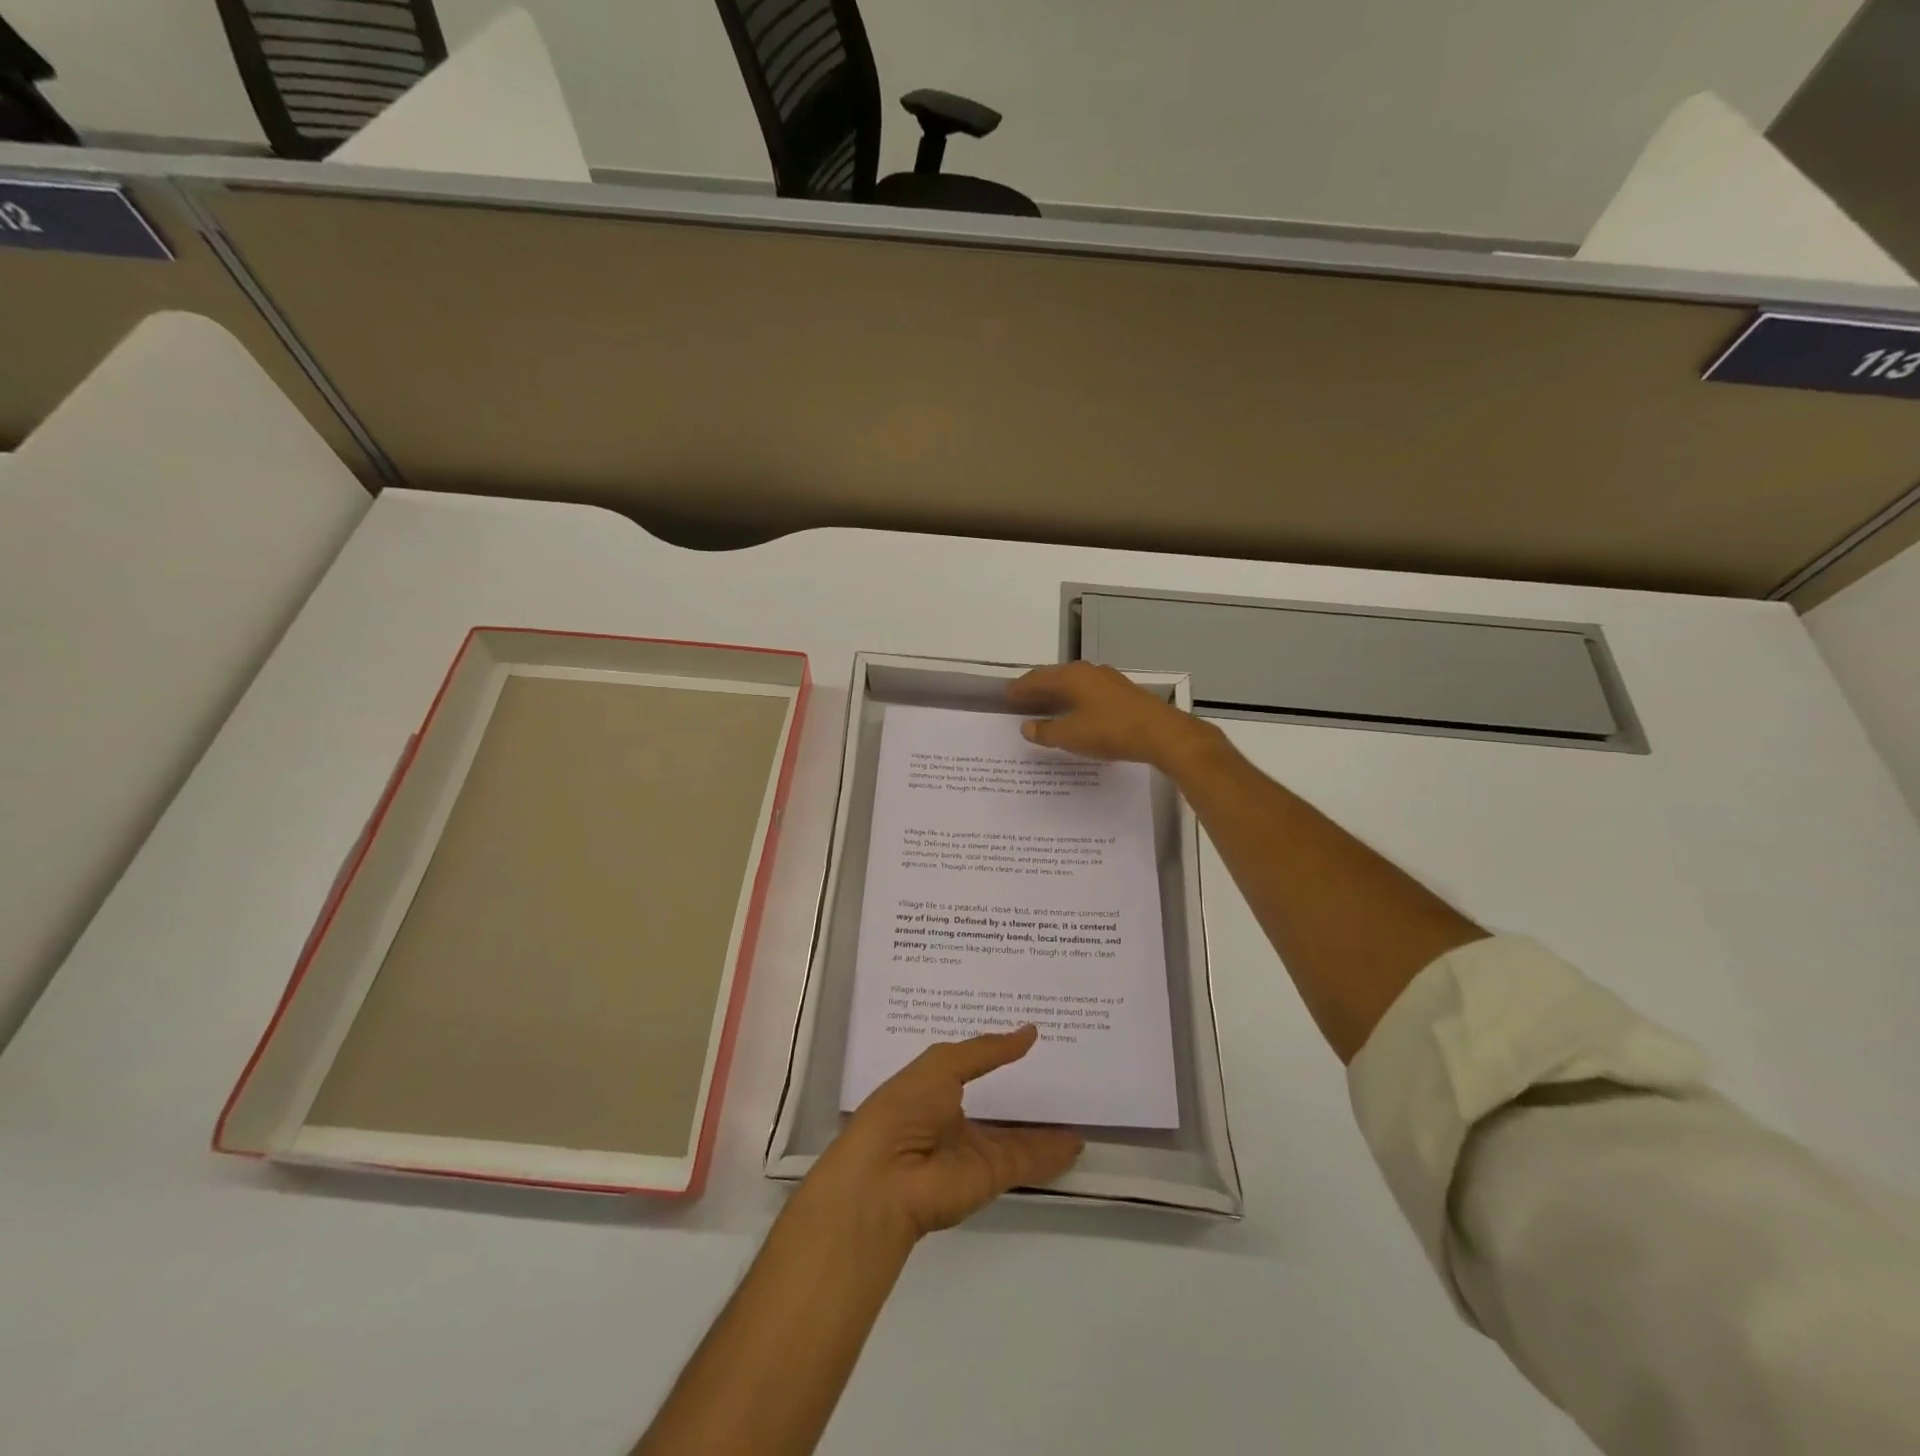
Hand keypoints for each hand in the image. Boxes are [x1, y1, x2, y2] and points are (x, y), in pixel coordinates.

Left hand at [804, 1026, 1083, 1244]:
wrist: (886, 1180)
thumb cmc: (904, 1108)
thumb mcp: (942, 1064)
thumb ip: (987, 1050)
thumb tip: (1028, 1032)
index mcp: (932, 1088)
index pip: (970, 1066)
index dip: (995, 1053)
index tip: (1027, 1035)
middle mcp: (953, 1118)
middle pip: (996, 1103)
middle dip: (1023, 1090)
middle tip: (1062, 1068)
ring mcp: (972, 1150)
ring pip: (1016, 1136)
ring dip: (1044, 1126)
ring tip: (1078, 1107)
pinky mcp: (990, 1176)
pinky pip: (1027, 1160)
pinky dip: (1052, 1153)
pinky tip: (1077, 1141)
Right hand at [1007, 661, 1212, 770]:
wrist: (1161, 734)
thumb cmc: (1109, 731)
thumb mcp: (1071, 735)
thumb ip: (1046, 731)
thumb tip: (1027, 726)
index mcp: (1071, 676)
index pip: (1037, 678)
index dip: (1020, 688)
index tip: (1006, 695)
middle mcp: (1088, 672)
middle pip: (1056, 678)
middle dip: (1038, 689)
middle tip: (1022, 701)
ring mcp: (1109, 681)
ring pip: (1074, 685)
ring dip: (1058, 696)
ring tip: (1045, 708)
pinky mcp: (1123, 694)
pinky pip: (1089, 694)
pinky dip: (1075, 702)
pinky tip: (1075, 715)